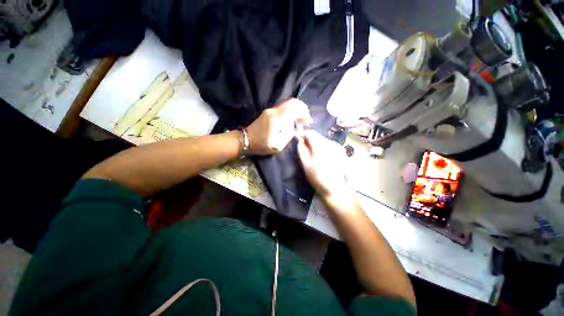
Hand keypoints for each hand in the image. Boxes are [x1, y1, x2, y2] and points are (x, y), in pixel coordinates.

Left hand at [246, 98, 311, 155]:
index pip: (294, 107)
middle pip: (292, 102)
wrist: (246, 140)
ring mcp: (270, 110)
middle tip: (305, 119)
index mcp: (277, 119)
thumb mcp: (278, 144)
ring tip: (299, 121)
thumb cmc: (262, 145)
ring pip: (287, 104)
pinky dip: (290, 112)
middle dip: (302, 109)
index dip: (304, 112)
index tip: (307, 120)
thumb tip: (298, 127)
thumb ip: (290, 134)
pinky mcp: (268, 112)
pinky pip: (283, 108)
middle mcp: (274, 111)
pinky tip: (291, 121)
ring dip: (296, 110)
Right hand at [297, 130, 353, 205]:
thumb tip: (299, 139)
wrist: (335, 188)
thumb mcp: (306, 164)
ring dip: (316, 143)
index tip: (297, 138)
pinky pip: (329, 144)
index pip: (310, 133)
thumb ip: (302, 150)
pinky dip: (323, 147)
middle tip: (303, 147)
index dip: (302, 134)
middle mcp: (330, 143)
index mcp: (321, 146)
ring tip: (312, 153)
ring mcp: (337, 146)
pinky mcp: (341, 151)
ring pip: (323, 139)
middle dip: (309, 139)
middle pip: (317, 135)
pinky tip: (322, 156)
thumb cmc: (318, 177)